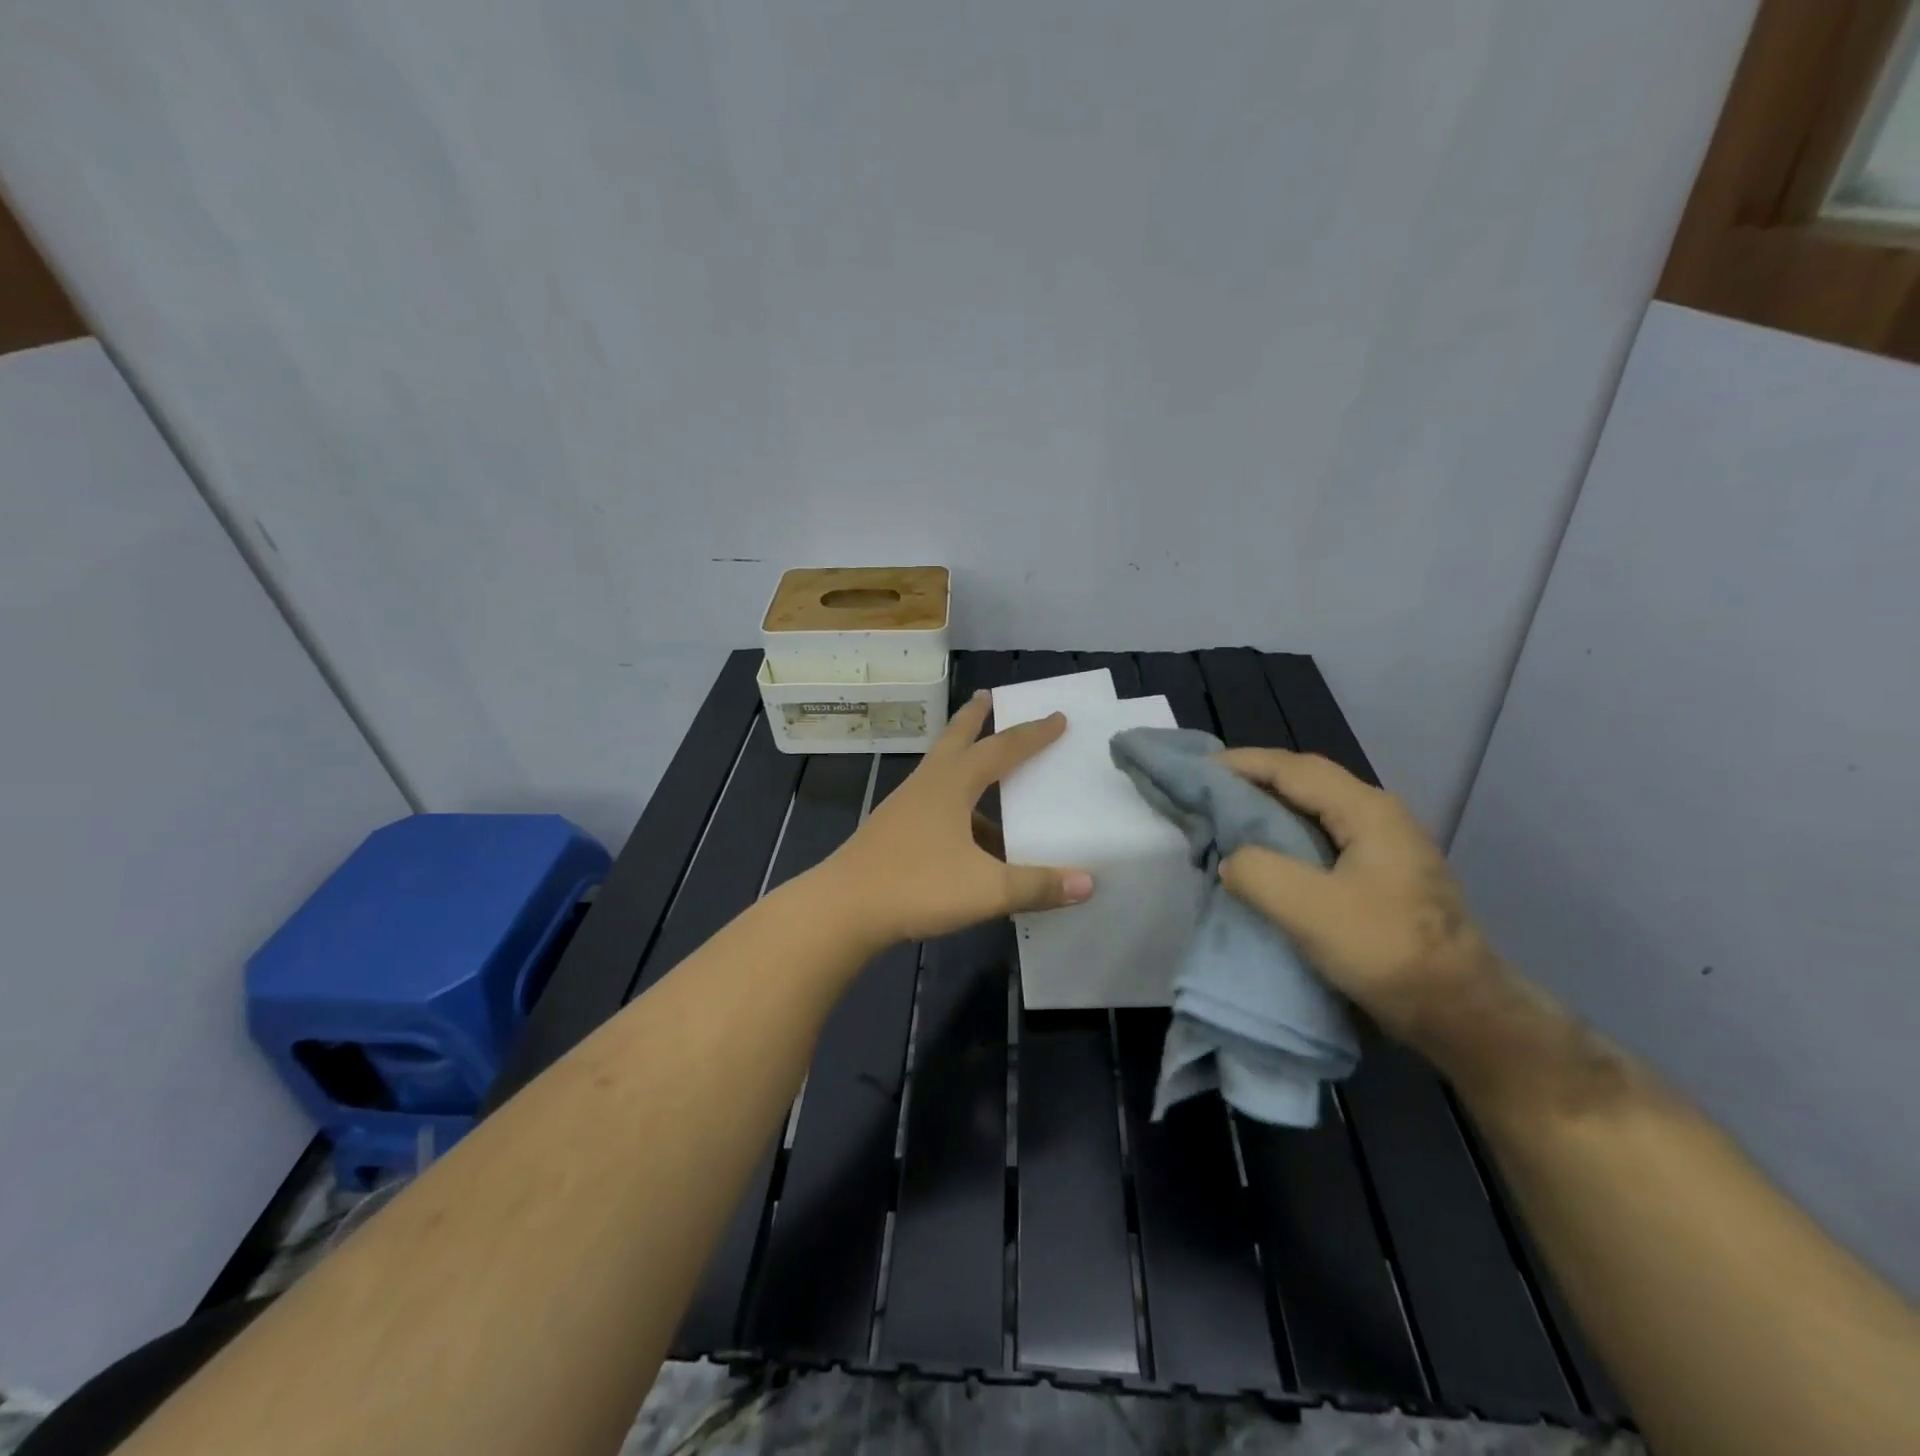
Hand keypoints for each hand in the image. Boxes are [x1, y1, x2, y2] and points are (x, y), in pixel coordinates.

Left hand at [822, 691, 1093, 945]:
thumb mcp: (986, 889)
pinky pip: (933, 803)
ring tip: (989, 772)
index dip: (1032, 734)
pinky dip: (956, 804)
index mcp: (952, 785)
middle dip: (975, 719)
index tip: (1057, 717)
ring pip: (941, 771)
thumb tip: (1088, 883)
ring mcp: (904, 807)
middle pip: (955, 740)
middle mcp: (927, 786)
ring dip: (964, 761)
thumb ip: (1037, 886)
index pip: (1001, 749)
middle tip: (988, 696)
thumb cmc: (916, 887)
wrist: (843, 909)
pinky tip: (969, 836)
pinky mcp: (893, 831)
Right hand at [1215, 749, 1500, 1047]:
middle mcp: (1379, 815)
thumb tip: (1232, 860)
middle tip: (1206, 790)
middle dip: (1253, 778)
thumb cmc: (1387, 952)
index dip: (1241, 763)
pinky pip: (1323, 835)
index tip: (1196, 768)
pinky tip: (1266, 853)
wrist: (1462, 1012)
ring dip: (1269, 805)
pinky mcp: (1383, 874)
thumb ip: (1257, 871)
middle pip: (1305, 780)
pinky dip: (1285, 832)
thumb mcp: (1309, 910)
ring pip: (1315, 808)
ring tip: (1227, 816)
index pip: (1292, 768)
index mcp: (1366, 810)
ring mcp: (1386, 845)